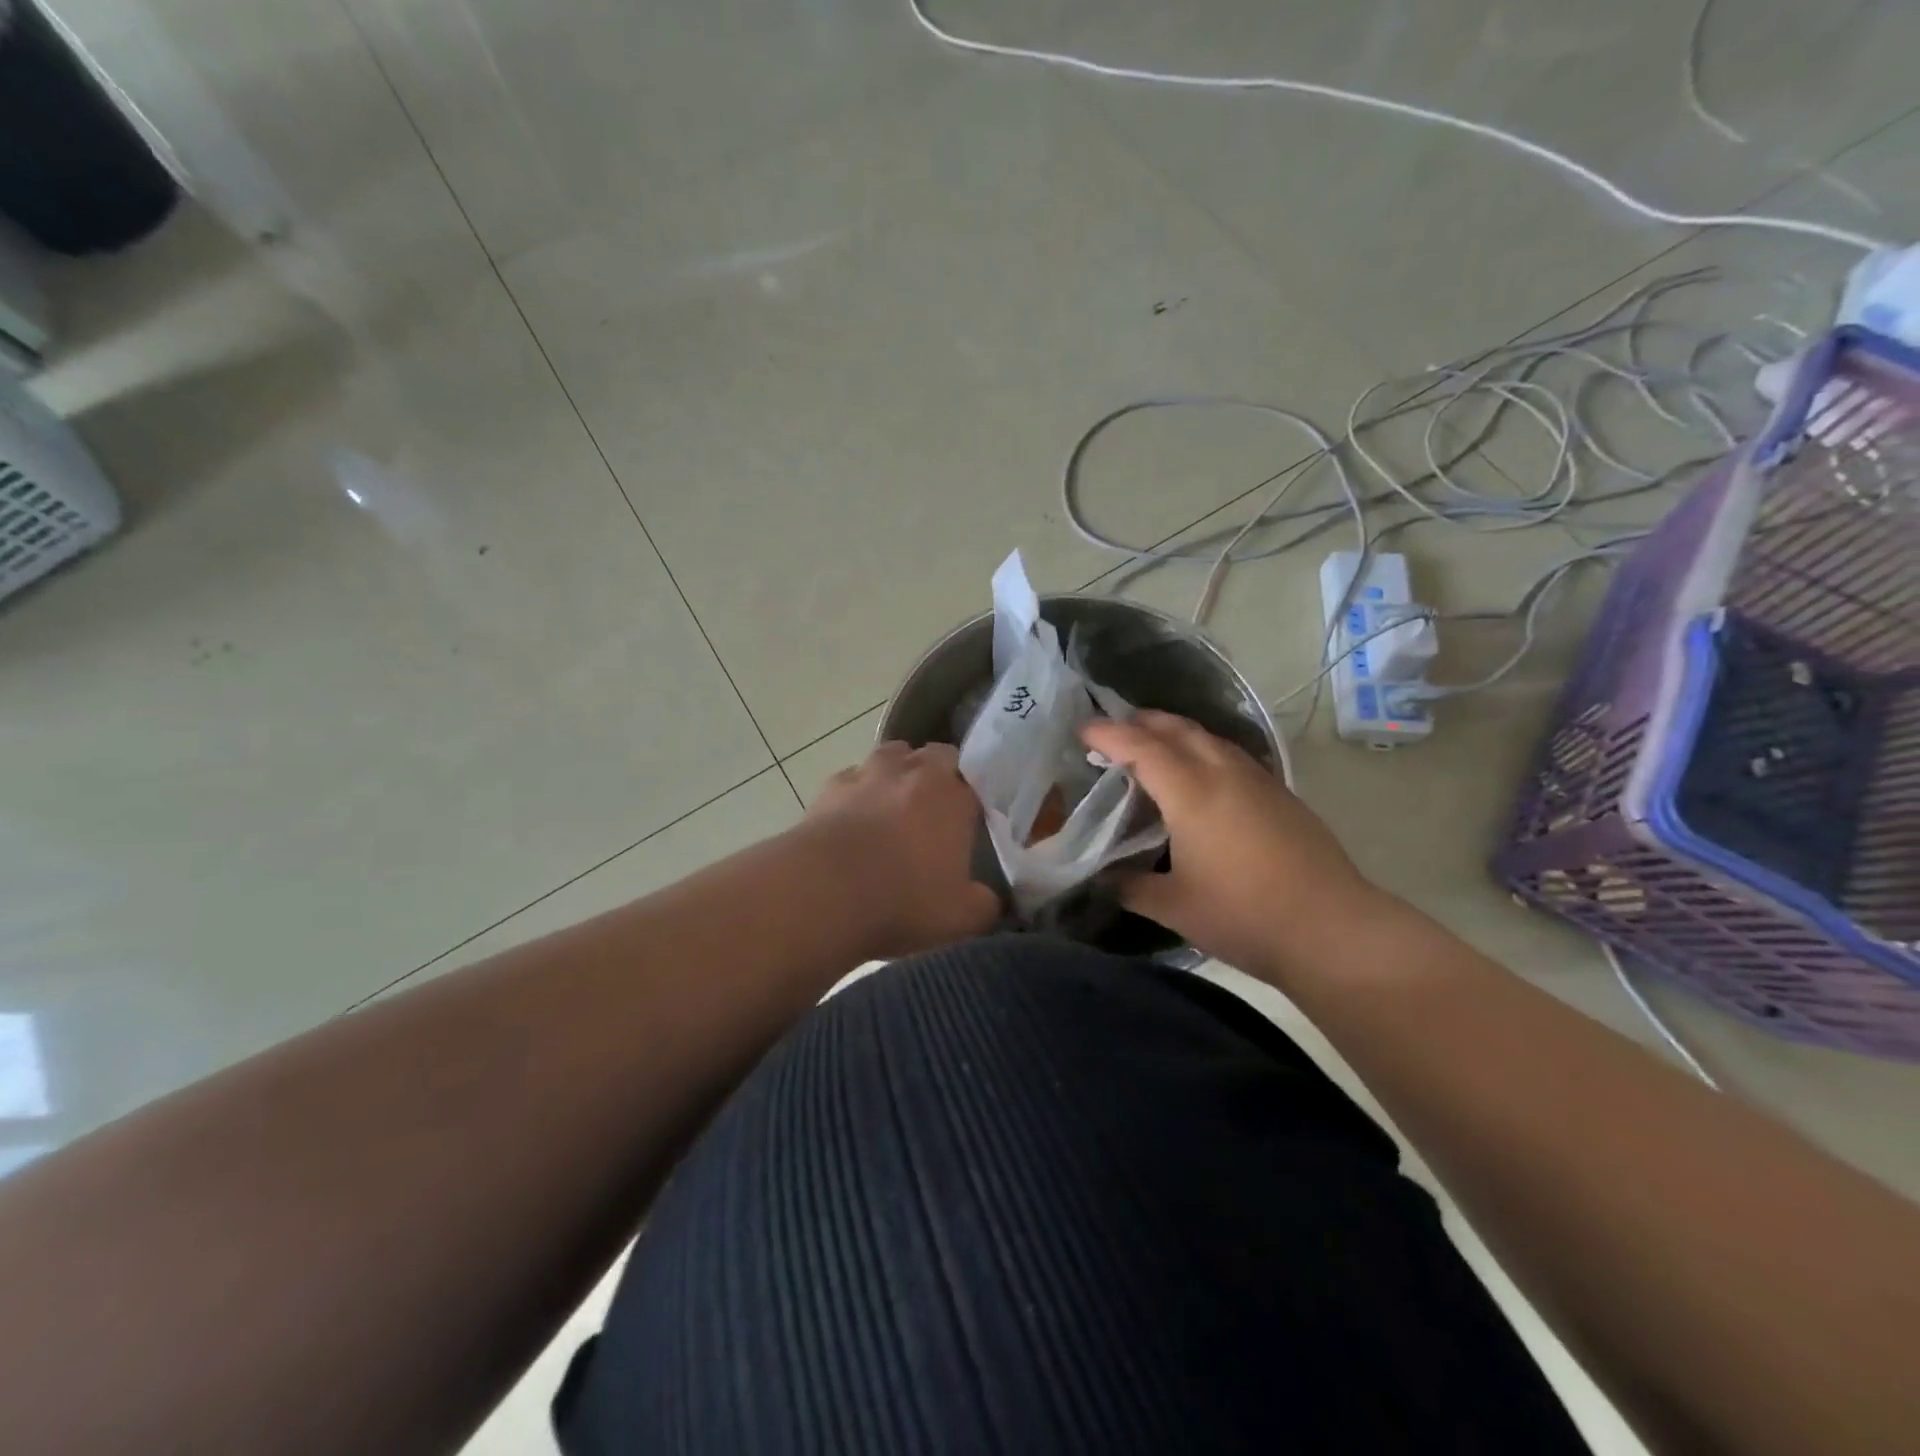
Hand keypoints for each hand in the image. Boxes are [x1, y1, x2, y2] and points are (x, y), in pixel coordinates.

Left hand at [805, 741, 1001, 958]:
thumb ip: (985, 905)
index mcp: (954, 795)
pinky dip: (858, 793)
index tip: (970, 826)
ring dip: (897, 774)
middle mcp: (914, 771)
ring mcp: (868, 773)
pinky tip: (854, 820)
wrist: (822, 892)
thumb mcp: (961, 917)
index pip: (976, 782)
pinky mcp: (829, 787)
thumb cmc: (903, 899)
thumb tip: (991, 900)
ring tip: (893, 808)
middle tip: (936, 813)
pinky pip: (852, 779)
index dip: (974, 802)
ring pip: (892, 756)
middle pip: (935, 756)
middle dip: (939, 776)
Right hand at [1080, 711, 1383, 981]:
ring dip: (1176, 733)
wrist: (1332, 929)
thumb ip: (1132, 887)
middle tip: (1115, 733)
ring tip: (1155, 748)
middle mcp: (1224, 773)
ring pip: (1210, 738)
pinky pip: (1232, 756)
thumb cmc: (1243, 915)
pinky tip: (1204, 778)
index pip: (1140, 747)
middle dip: (1142, 722)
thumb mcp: (1174, 907)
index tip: (1082, 731)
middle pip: (1178, 729)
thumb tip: (1105, 879)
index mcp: (1191, 792)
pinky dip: (1205, 752)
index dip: (1107, 735)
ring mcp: (1258, 780)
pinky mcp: (1282, 795)